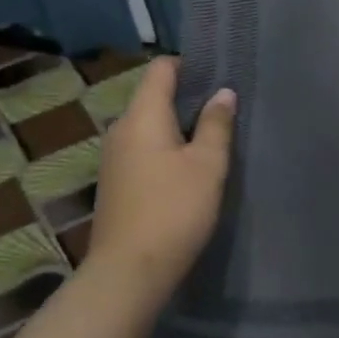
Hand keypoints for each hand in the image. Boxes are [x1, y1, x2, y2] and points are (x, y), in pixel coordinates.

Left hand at [89, 58, 235, 297]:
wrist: (128, 272)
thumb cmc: (173, 210)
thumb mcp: (207, 165)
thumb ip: (216, 124)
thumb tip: (223, 93)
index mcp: (142, 116)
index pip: (161, 68)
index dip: (190, 65)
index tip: (219, 75)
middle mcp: (121, 129)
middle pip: (154, 96)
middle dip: (188, 97)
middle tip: (224, 108)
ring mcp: (114, 157)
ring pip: (149, 125)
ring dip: (178, 126)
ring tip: (212, 137)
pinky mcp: (116, 182)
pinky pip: (143, 149)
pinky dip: (166, 148)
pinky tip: (189, 168)